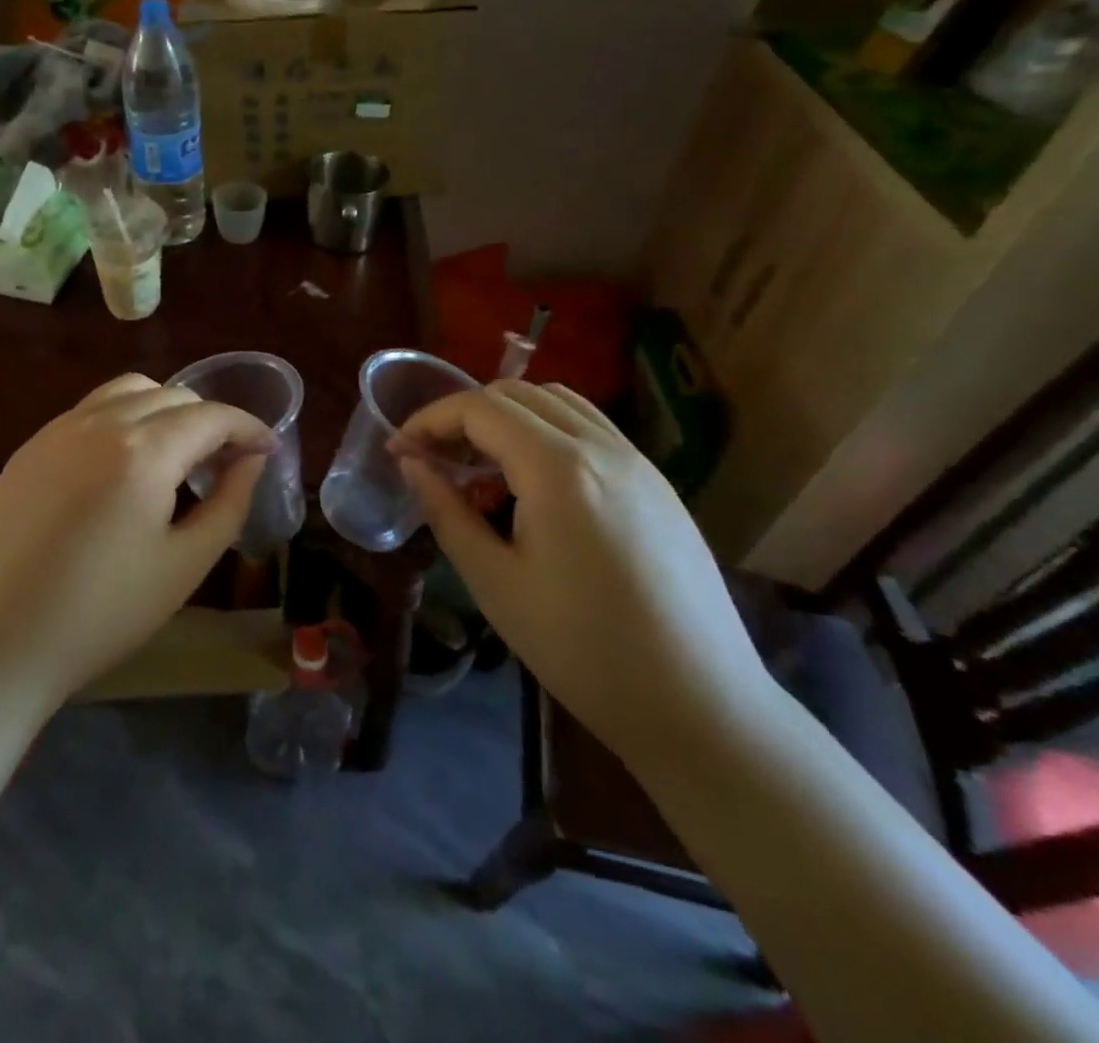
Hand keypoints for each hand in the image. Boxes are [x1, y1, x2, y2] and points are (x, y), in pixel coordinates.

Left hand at [0, 374, 273, 704]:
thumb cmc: (102, 613)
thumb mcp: (185, 564)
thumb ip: (229, 502)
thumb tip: (251, 460)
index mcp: (143, 451)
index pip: (211, 416)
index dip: (248, 427)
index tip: (268, 448)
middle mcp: (100, 422)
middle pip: (172, 395)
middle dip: (210, 419)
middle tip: (225, 461)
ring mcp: (58, 430)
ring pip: (128, 391)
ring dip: (165, 409)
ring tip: (177, 453)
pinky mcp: (31, 447)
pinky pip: (90, 410)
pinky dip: (124, 418)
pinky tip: (124, 464)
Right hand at [396, 381, 772, 763]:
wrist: (700, 705)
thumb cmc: (582, 649)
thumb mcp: (494, 582)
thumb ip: (446, 511)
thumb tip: (411, 463)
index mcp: (559, 468)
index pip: (479, 408)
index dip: (429, 420)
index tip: (398, 450)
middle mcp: (602, 447)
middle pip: (517, 394)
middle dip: (463, 415)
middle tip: (434, 458)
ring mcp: (637, 461)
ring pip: (558, 403)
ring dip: (507, 419)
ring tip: (481, 469)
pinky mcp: (657, 484)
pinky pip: (590, 430)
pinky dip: (546, 434)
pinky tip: (534, 487)